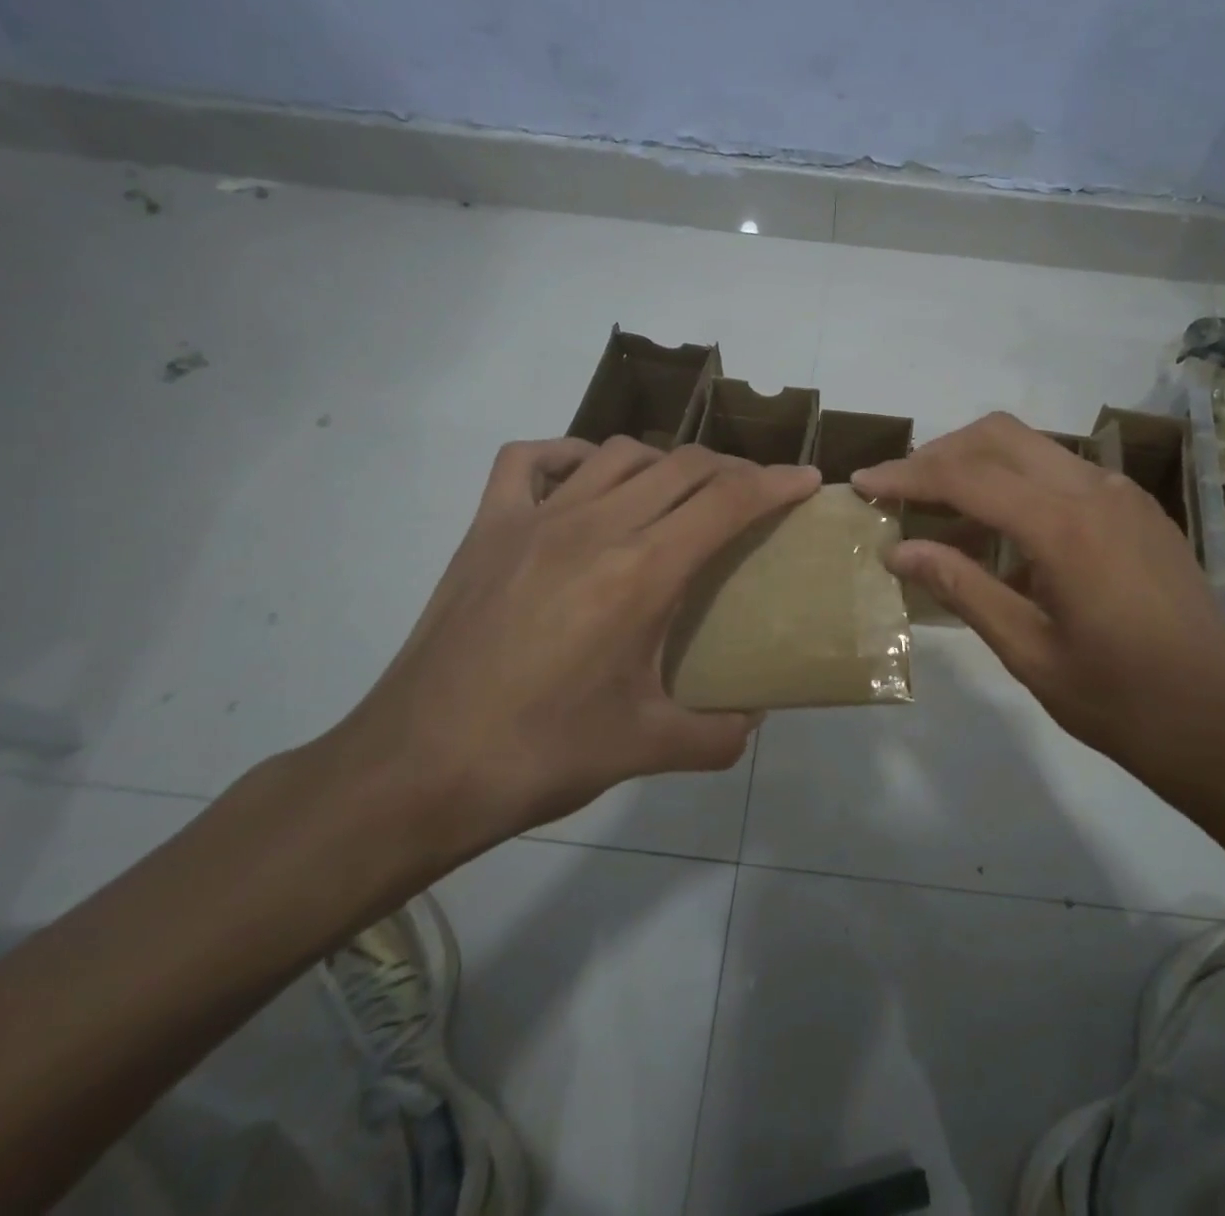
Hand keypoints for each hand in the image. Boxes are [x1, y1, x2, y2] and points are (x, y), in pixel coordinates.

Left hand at [332, 437, 819, 863]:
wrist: (417, 769)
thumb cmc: (541, 755)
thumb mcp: (647, 749)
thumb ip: (720, 732)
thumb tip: (754, 717)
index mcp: (642, 573)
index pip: (728, 501)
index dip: (777, 484)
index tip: (807, 480)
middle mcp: (595, 527)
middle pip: (683, 466)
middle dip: (733, 470)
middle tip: (754, 496)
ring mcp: (534, 519)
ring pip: (619, 453)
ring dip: (666, 462)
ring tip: (681, 492)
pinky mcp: (486, 527)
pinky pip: (532, 460)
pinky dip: (572, 455)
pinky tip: (588, 480)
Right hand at [852, 413, 1224, 807]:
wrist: (1223, 726)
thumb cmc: (1120, 702)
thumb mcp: (1028, 651)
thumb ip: (962, 588)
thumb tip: (899, 549)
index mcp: (1067, 528)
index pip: (968, 477)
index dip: (907, 476)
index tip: (863, 482)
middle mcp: (1097, 491)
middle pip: (1000, 437)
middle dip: (941, 454)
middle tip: (900, 490)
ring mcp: (1124, 496)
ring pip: (1034, 449)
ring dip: (980, 468)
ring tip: (941, 518)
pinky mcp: (1138, 511)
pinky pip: (1064, 476)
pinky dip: (1020, 487)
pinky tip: (1003, 538)